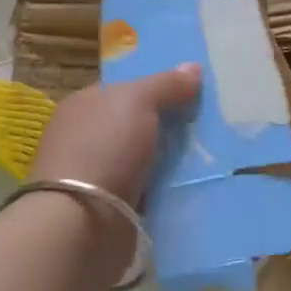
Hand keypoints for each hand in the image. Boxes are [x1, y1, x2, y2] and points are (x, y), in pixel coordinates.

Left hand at [31, 65, 201, 205]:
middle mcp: (84, 136)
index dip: (157, 89)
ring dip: (169, 161)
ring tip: (210, 158)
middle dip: (167, 126)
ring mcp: (94, 173)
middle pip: (136, 124)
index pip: (125, 90)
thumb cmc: (104, 147)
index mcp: (84, 104)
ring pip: (143, 159)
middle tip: (208, 127)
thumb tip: (193, 67)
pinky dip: (163, 190)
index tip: (193, 94)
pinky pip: (145, 190)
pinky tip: (190, 186)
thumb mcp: (138, 101)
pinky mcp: (107, 207)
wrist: (81, 222)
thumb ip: (166, 84)